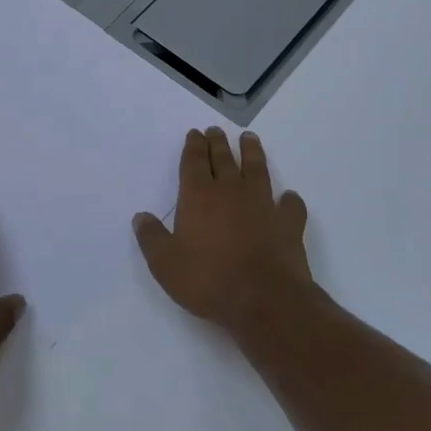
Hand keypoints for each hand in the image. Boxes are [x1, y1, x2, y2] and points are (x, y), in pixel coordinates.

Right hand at [134, 128, 311, 331]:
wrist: (264, 300)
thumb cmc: (208, 280)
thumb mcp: (165, 264)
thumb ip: (151, 238)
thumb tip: (141, 217)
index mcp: (198, 196)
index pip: (194, 162)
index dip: (193, 146)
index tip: (195, 133)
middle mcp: (230, 191)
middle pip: (223, 159)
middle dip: (217, 143)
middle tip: (215, 130)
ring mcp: (263, 204)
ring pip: (257, 169)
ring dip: (252, 152)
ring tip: (249, 139)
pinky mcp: (288, 223)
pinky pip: (290, 205)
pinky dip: (289, 199)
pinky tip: (288, 197)